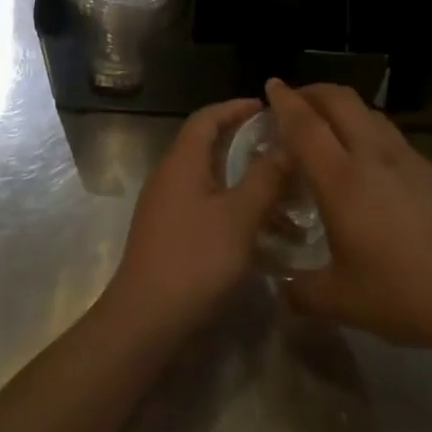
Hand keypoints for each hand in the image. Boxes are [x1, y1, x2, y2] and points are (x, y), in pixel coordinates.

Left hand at [100, 98, 288, 339]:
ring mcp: (167, 209)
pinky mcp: (169, 236)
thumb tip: (287, 145)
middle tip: (282, 149)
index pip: (207, 117)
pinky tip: (262, 234)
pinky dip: (234, 211)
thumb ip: (265, 178)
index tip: (266, 108)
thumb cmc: (194, 260)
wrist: (144, 323)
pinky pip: (206, 208)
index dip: (235, 108)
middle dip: (246, 145)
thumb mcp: (239, 217)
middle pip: (209, 147)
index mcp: (182, 162)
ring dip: (245, 183)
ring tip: (284, 195)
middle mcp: (170, 177)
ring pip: (212, 181)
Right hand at [267, 79, 431, 353]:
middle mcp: (373, 156)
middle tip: (295, 101)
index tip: (271, 85)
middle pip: (340, 100)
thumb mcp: (343, 302)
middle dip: (313, 91)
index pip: (305, 125)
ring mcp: (407, 158)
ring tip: (329, 126)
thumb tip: (283, 290)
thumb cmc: (405, 294)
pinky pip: (390, 134)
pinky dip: (368, 130)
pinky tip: (369, 163)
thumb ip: (304, 293)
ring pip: (368, 112)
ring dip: (342, 107)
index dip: (285, 101)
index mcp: (342, 180)